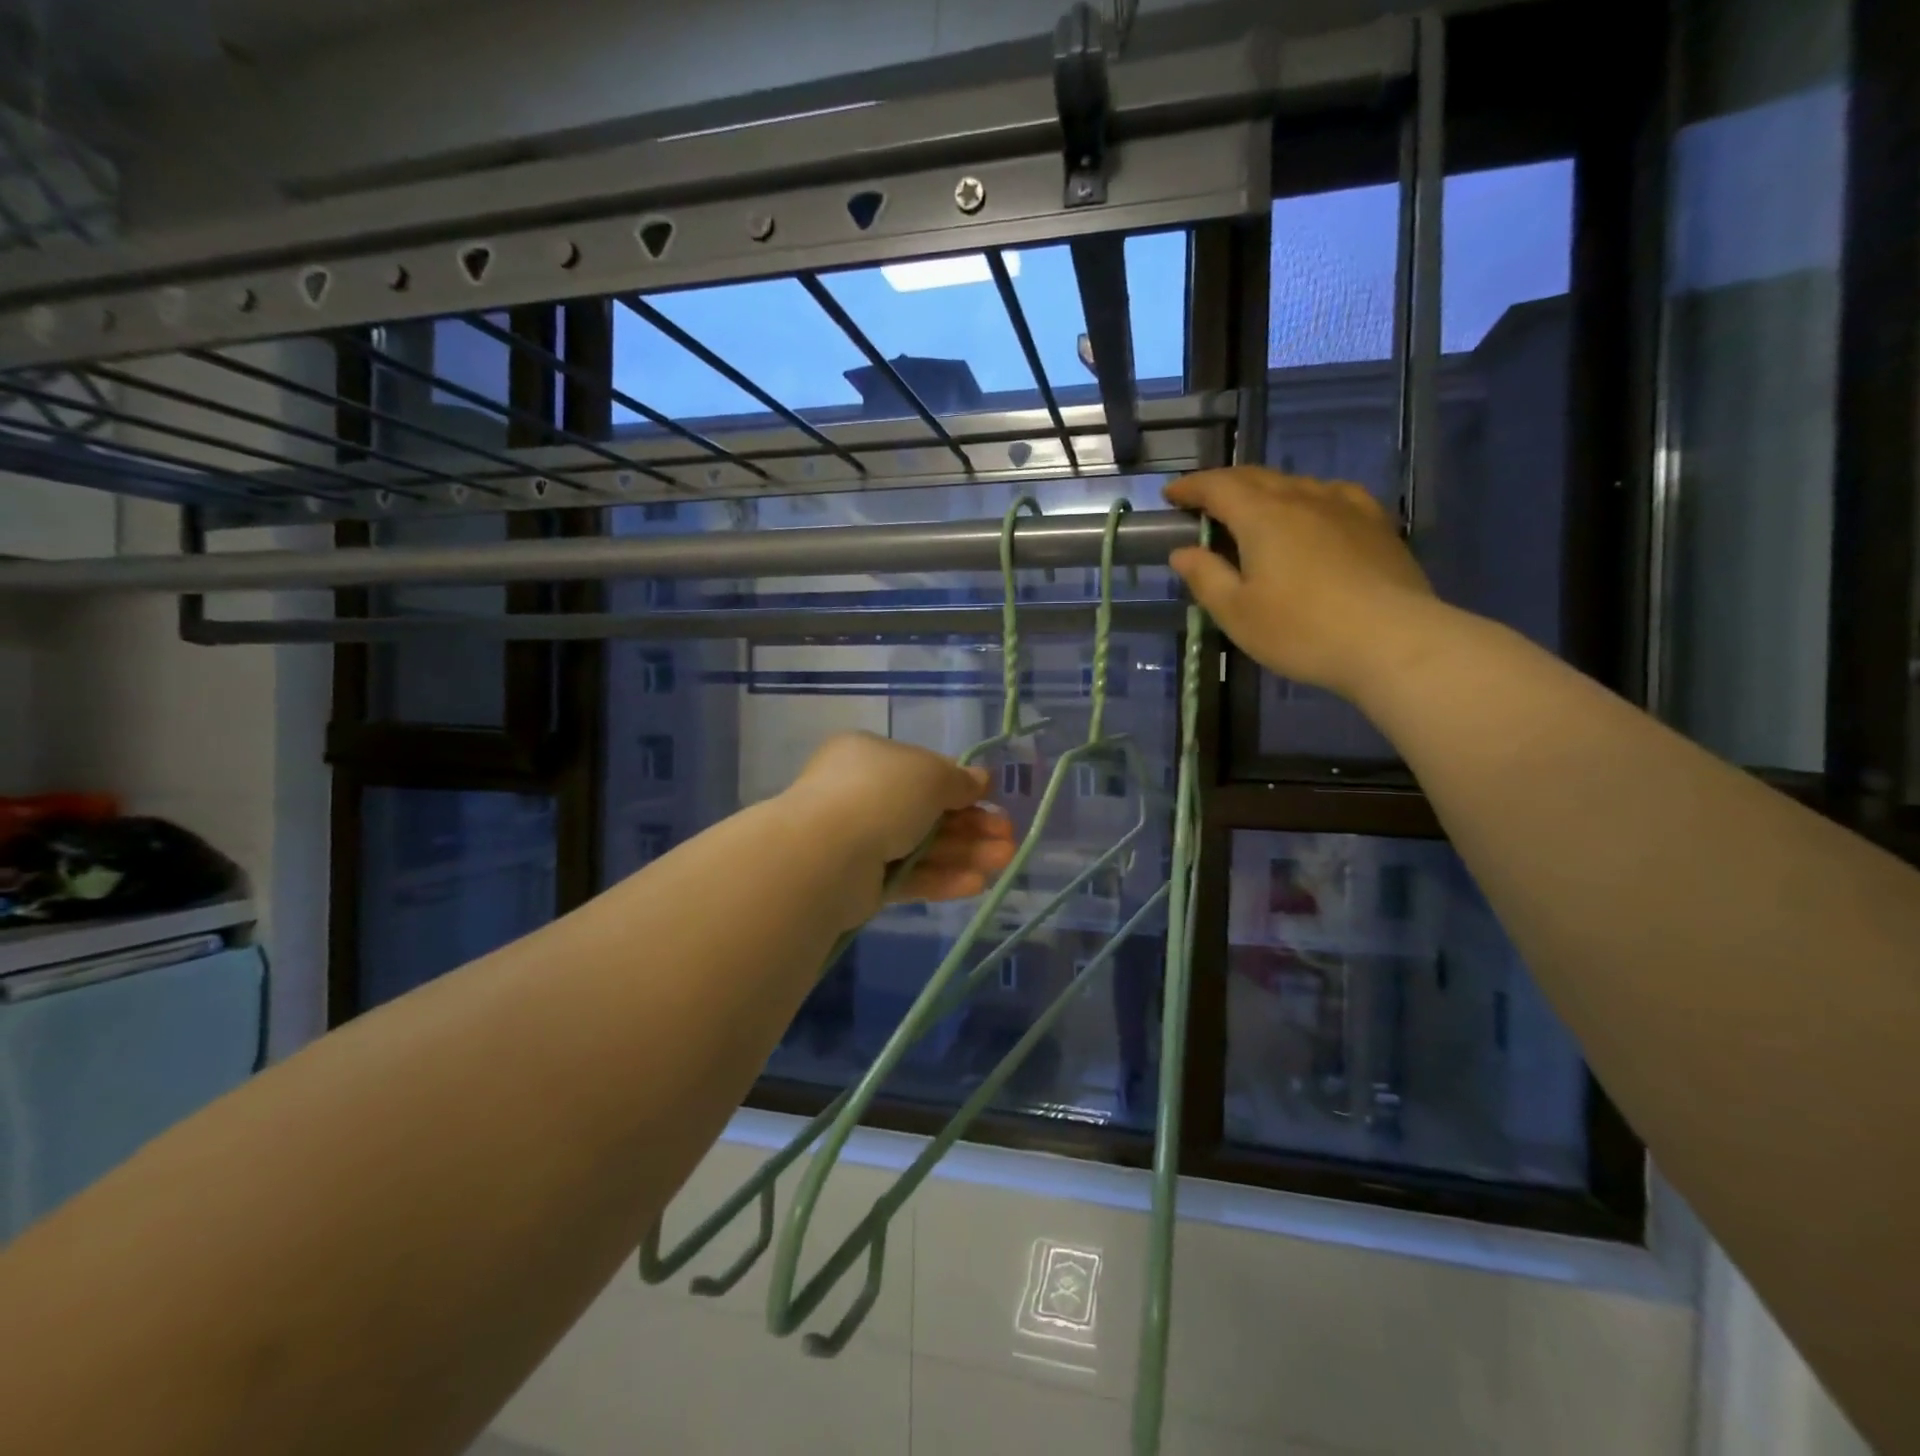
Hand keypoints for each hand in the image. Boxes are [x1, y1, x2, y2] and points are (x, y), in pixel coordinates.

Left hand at [782, 733, 1017, 921]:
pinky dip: (942, 878)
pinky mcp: (862, 881)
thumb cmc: (880, 794)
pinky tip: (977, 884)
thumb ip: (959, 780)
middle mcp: (862, 794)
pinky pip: (909, 876)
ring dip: (965, 852)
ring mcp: (860, 839)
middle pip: (928, 810)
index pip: (923, 769)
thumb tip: (982, 779)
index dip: (961, 786)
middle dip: (971, 825)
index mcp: (870, 756)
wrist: (825, 854)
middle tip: (1008, 837)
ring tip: (1004, 861)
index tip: (993, 800)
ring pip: (922, 846)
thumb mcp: (930, 775)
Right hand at [1165, 468, 1438, 701]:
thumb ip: (1205, 577)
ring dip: (1265, 491)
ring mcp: (1346, 506)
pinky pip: (1333, 496)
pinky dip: (1307, 499)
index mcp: (1263, 516)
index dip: (1191, 487)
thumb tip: (1183, 551)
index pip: (1219, 487)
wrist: (1392, 641)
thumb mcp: (1236, 613)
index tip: (1171, 493)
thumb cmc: (1301, 630)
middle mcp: (1304, 498)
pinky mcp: (1376, 523)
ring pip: (1296, 484)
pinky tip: (1313, 514)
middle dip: (1224, 485)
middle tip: (1203, 501)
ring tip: (1253, 511)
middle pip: (1257, 477)